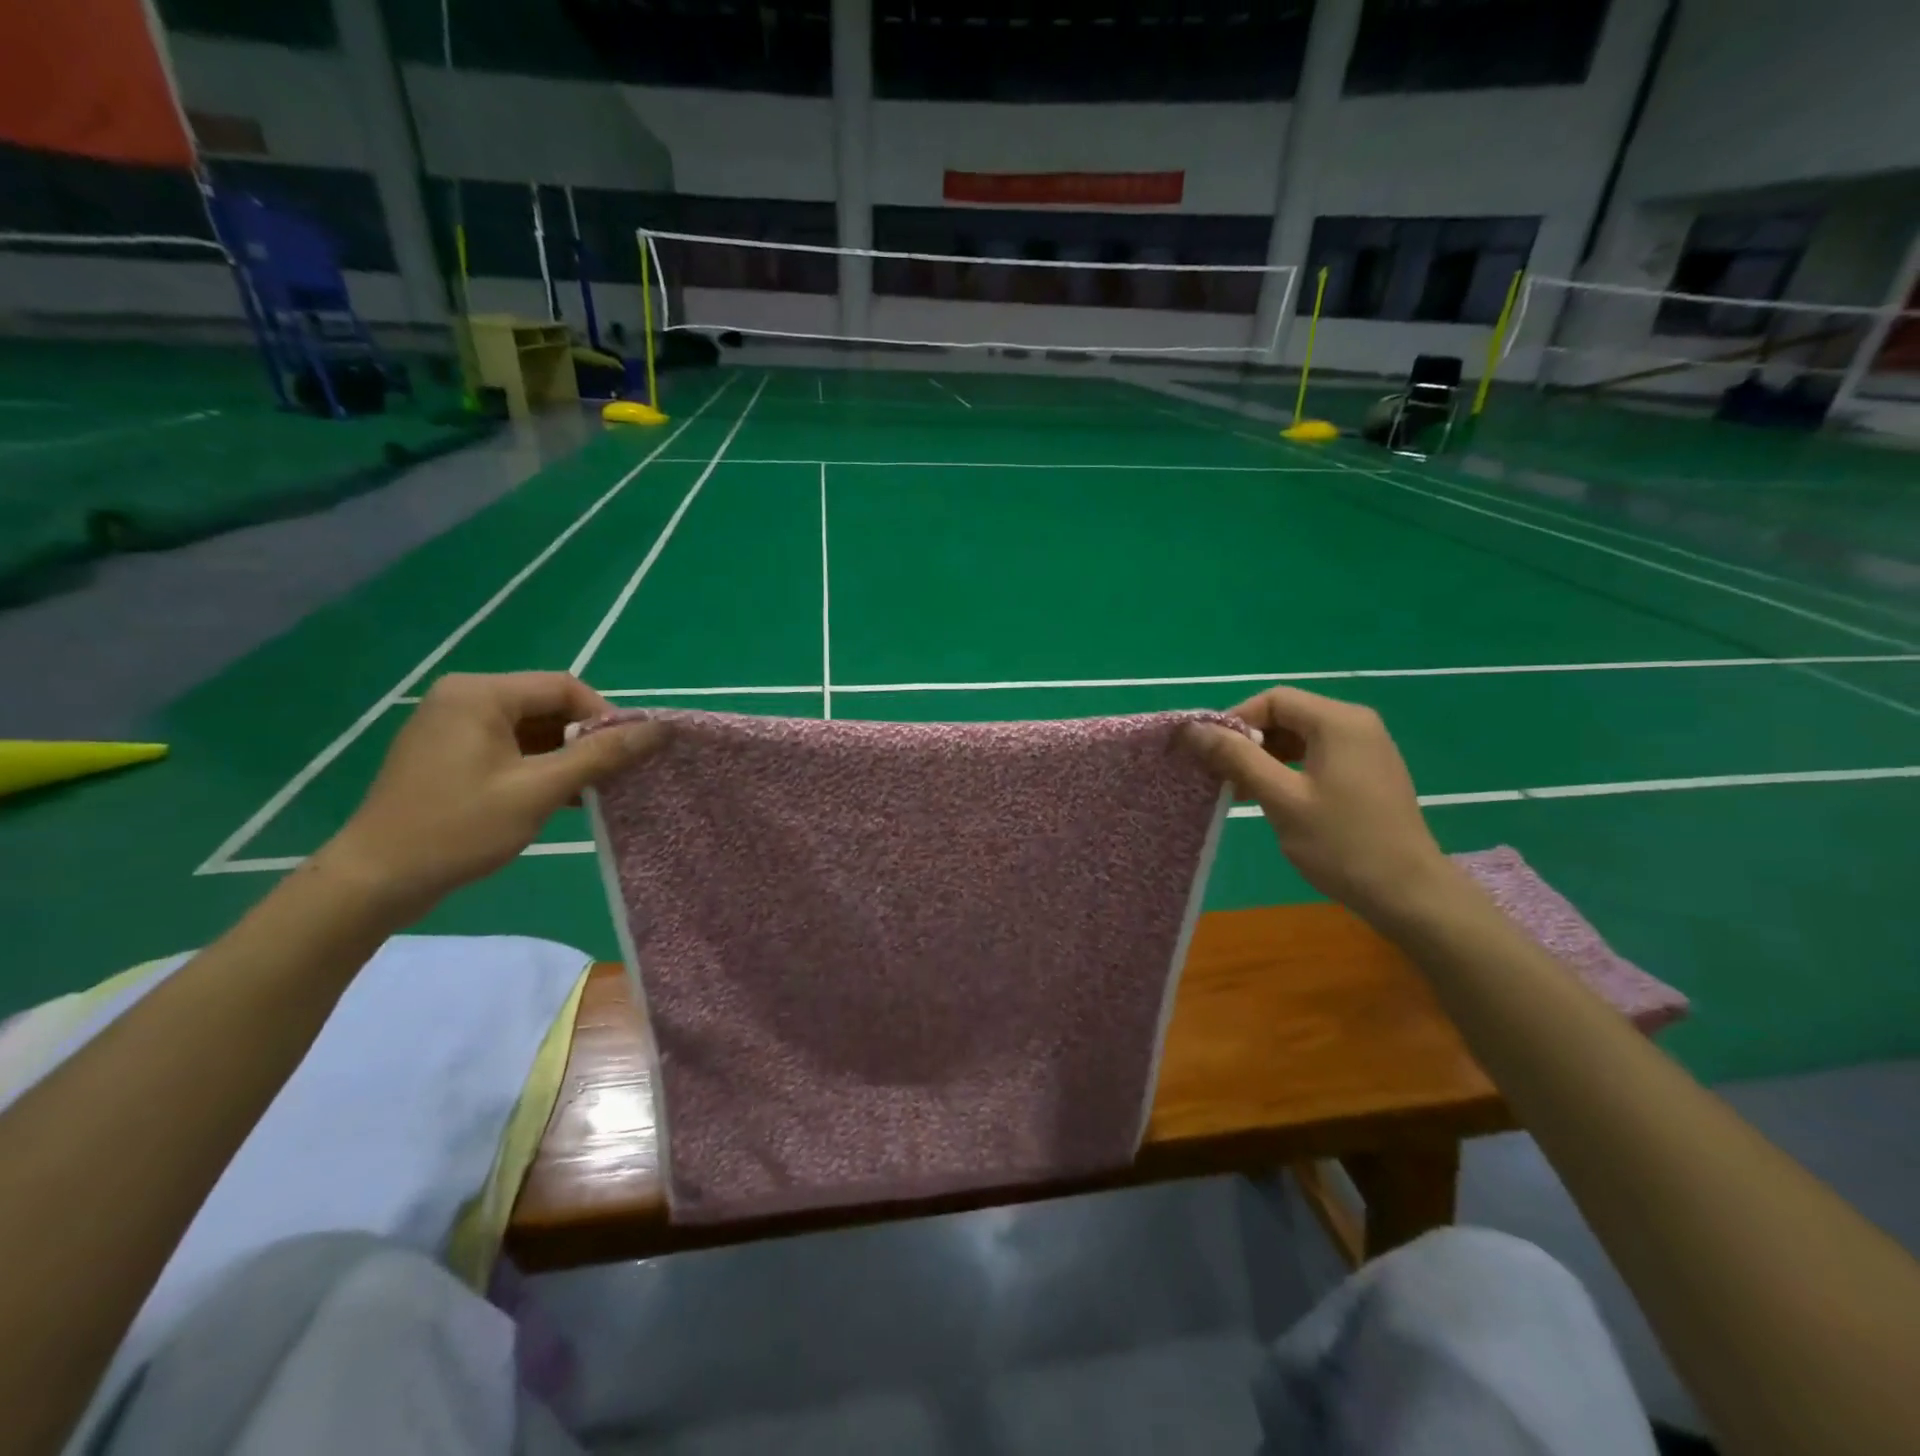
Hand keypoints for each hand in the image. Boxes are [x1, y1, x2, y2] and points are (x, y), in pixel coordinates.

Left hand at [316, 672, 666, 921]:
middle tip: (610, 776)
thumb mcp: (539, 791)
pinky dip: (538, 765)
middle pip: (547, 705)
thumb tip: (660, 729)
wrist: (376, 880)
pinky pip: (508, 745)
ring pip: (530, 728)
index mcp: (481, 694)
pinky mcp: (447, 752)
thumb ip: (601, 755)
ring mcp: (451, 724)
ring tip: (588, 790)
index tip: (626, 755)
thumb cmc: (459, 828)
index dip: (604, 717)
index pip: (564, 687)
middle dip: (584, 739)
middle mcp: (464, 697)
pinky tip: (558, 797)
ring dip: (564, 755)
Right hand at [1182, 686, 1451, 925]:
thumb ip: (1236, 758)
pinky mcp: (1367, 772)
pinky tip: (1270, 798)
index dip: (1235, 721)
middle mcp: (1355, 724)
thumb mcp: (1280, 798)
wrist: (1407, 893)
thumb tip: (1193, 728)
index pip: (1273, 700)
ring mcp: (1366, 748)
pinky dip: (1288, 769)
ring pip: (1300, 737)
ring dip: (1265, 758)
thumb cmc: (1340, 843)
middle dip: (1248, 741)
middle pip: (1287, 715)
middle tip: (1221, 776)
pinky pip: (1317, 756)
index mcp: (1338, 721)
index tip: (1209, 754)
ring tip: (1239, 791)